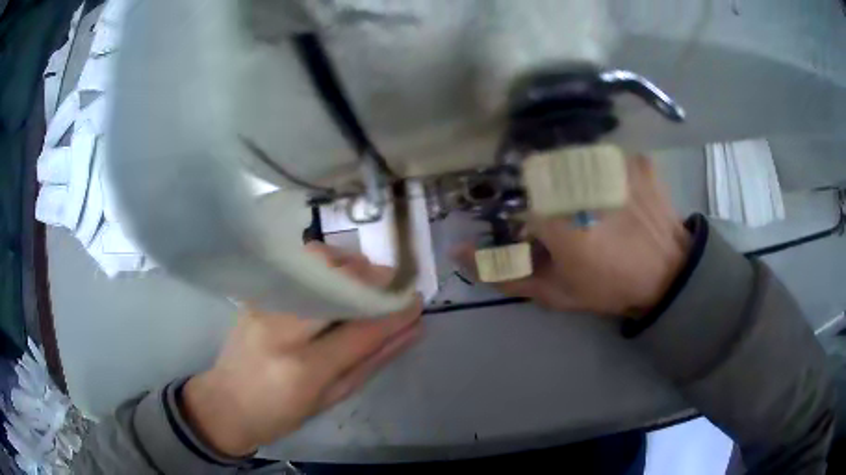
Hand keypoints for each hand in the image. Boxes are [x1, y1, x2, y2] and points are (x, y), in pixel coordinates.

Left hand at [182, 243, 422, 456]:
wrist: (226, 404)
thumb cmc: (280, 414)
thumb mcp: (331, 399)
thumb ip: (371, 361)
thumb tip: (410, 331)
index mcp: (303, 368)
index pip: (360, 331)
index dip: (394, 313)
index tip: (416, 301)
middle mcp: (281, 329)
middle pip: (334, 284)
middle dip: (371, 278)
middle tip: (393, 284)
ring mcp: (264, 306)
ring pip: (313, 265)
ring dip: (348, 264)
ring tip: (366, 278)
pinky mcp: (256, 296)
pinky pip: (297, 268)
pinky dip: (324, 266)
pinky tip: (336, 278)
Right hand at [457, 156, 689, 318]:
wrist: (668, 276)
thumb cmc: (609, 287)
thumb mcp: (553, 290)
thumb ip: (503, 271)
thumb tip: (456, 250)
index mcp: (555, 214)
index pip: (521, 203)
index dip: (535, 224)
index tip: (553, 240)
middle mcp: (580, 179)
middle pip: (548, 175)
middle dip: (557, 199)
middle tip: (580, 223)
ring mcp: (613, 165)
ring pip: (578, 163)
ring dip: (583, 185)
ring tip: (604, 212)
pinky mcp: (636, 160)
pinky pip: (609, 159)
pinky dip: (611, 176)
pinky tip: (623, 198)